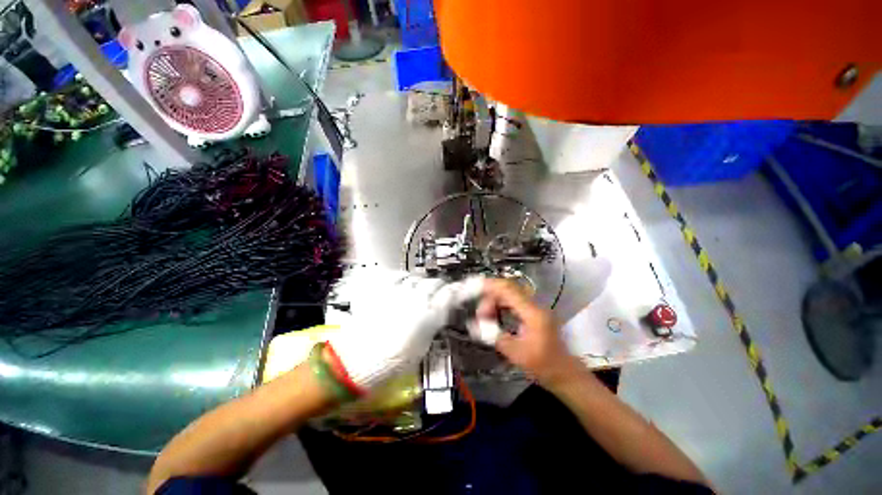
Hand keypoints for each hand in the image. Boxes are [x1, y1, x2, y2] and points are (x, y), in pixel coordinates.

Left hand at [329, 271, 482, 392]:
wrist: (357, 360)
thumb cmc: (392, 361)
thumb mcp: (421, 346)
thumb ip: (432, 324)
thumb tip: (437, 313)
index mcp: (428, 316)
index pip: (450, 295)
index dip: (460, 290)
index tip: (466, 286)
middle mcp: (415, 299)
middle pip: (434, 283)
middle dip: (437, 288)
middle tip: (434, 294)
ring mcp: (397, 291)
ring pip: (416, 278)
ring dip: (418, 284)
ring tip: (414, 292)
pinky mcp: (380, 288)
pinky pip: (396, 275)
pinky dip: (401, 279)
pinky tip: (400, 285)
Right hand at [476, 279, 579, 384]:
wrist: (565, 374)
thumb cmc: (543, 366)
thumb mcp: (515, 353)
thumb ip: (494, 336)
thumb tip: (474, 325)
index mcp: (532, 313)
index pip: (509, 290)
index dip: (491, 286)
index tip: (475, 288)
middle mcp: (535, 306)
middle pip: (508, 290)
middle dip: (490, 298)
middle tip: (480, 314)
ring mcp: (535, 309)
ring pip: (510, 296)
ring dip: (495, 302)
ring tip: (485, 316)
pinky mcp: (534, 314)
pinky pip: (514, 303)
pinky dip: (502, 306)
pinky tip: (495, 316)